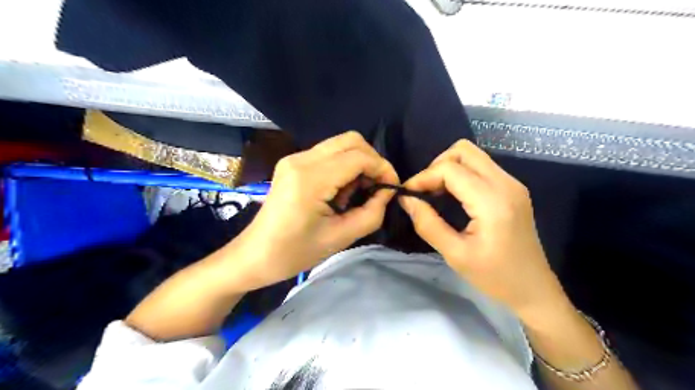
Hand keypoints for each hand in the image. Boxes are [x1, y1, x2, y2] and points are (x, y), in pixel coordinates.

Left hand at [237, 130, 395, 285]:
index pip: (358, 157)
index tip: (392, 187)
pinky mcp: (292, 163)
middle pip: (350, 140)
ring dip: (357, 163)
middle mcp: (301, 159)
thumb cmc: (295, 252)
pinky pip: (328, 154)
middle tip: (377, 187)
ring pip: (340, 144)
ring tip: (356, 193)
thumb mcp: (340, 238)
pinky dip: (343, 166)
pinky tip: (340, 191)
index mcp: (311, 179)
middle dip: (372, 160)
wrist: (255, 254)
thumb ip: (371, 213)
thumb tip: (386, 192)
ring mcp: (294, 158)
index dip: (383, 168)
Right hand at [402, 140, 569, 323]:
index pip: (450, 169)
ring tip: (436, 193)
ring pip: (472, 155)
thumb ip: (427, 224)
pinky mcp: (513, 189)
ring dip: (448, 168)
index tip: (408, 194)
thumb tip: (406, 199)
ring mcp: (512, 183)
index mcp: (492, 201)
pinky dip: (461, 174)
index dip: (423, 177)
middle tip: (424, 191)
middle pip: (463, 151)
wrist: (534, 290)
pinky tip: (453, 196)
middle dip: (437, 166)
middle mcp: (506, 183)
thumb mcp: (455, 255)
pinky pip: (481, 167)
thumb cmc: (495, 277)